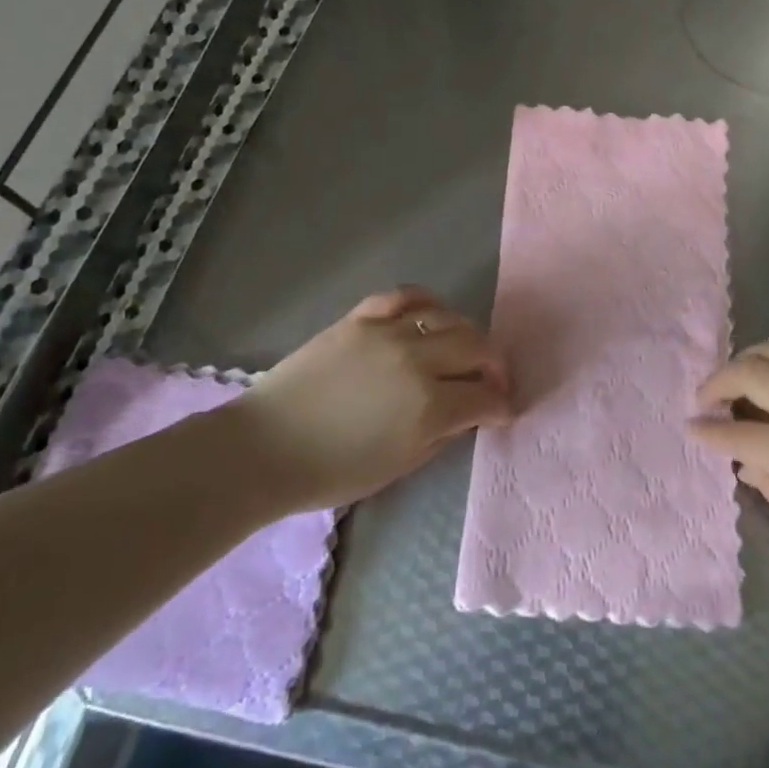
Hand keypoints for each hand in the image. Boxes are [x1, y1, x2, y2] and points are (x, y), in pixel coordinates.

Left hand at [223, 286, 510, 510]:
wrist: (264, 449)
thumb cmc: (332, 471)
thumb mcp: (399, 465)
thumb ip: (442, 433)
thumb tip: (467, 412)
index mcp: (427, 406)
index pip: (484, 396)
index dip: (501, 404)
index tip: (504, 410)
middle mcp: (415, 361)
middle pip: (476, 346)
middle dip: (495, 364)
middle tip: (493, 379)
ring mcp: (386, 333)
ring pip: (447, 317)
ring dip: (466, 333)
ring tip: (464, 348)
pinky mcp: (359, 319)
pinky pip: (404, 296)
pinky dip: (426, 302)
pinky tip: (432, 314)